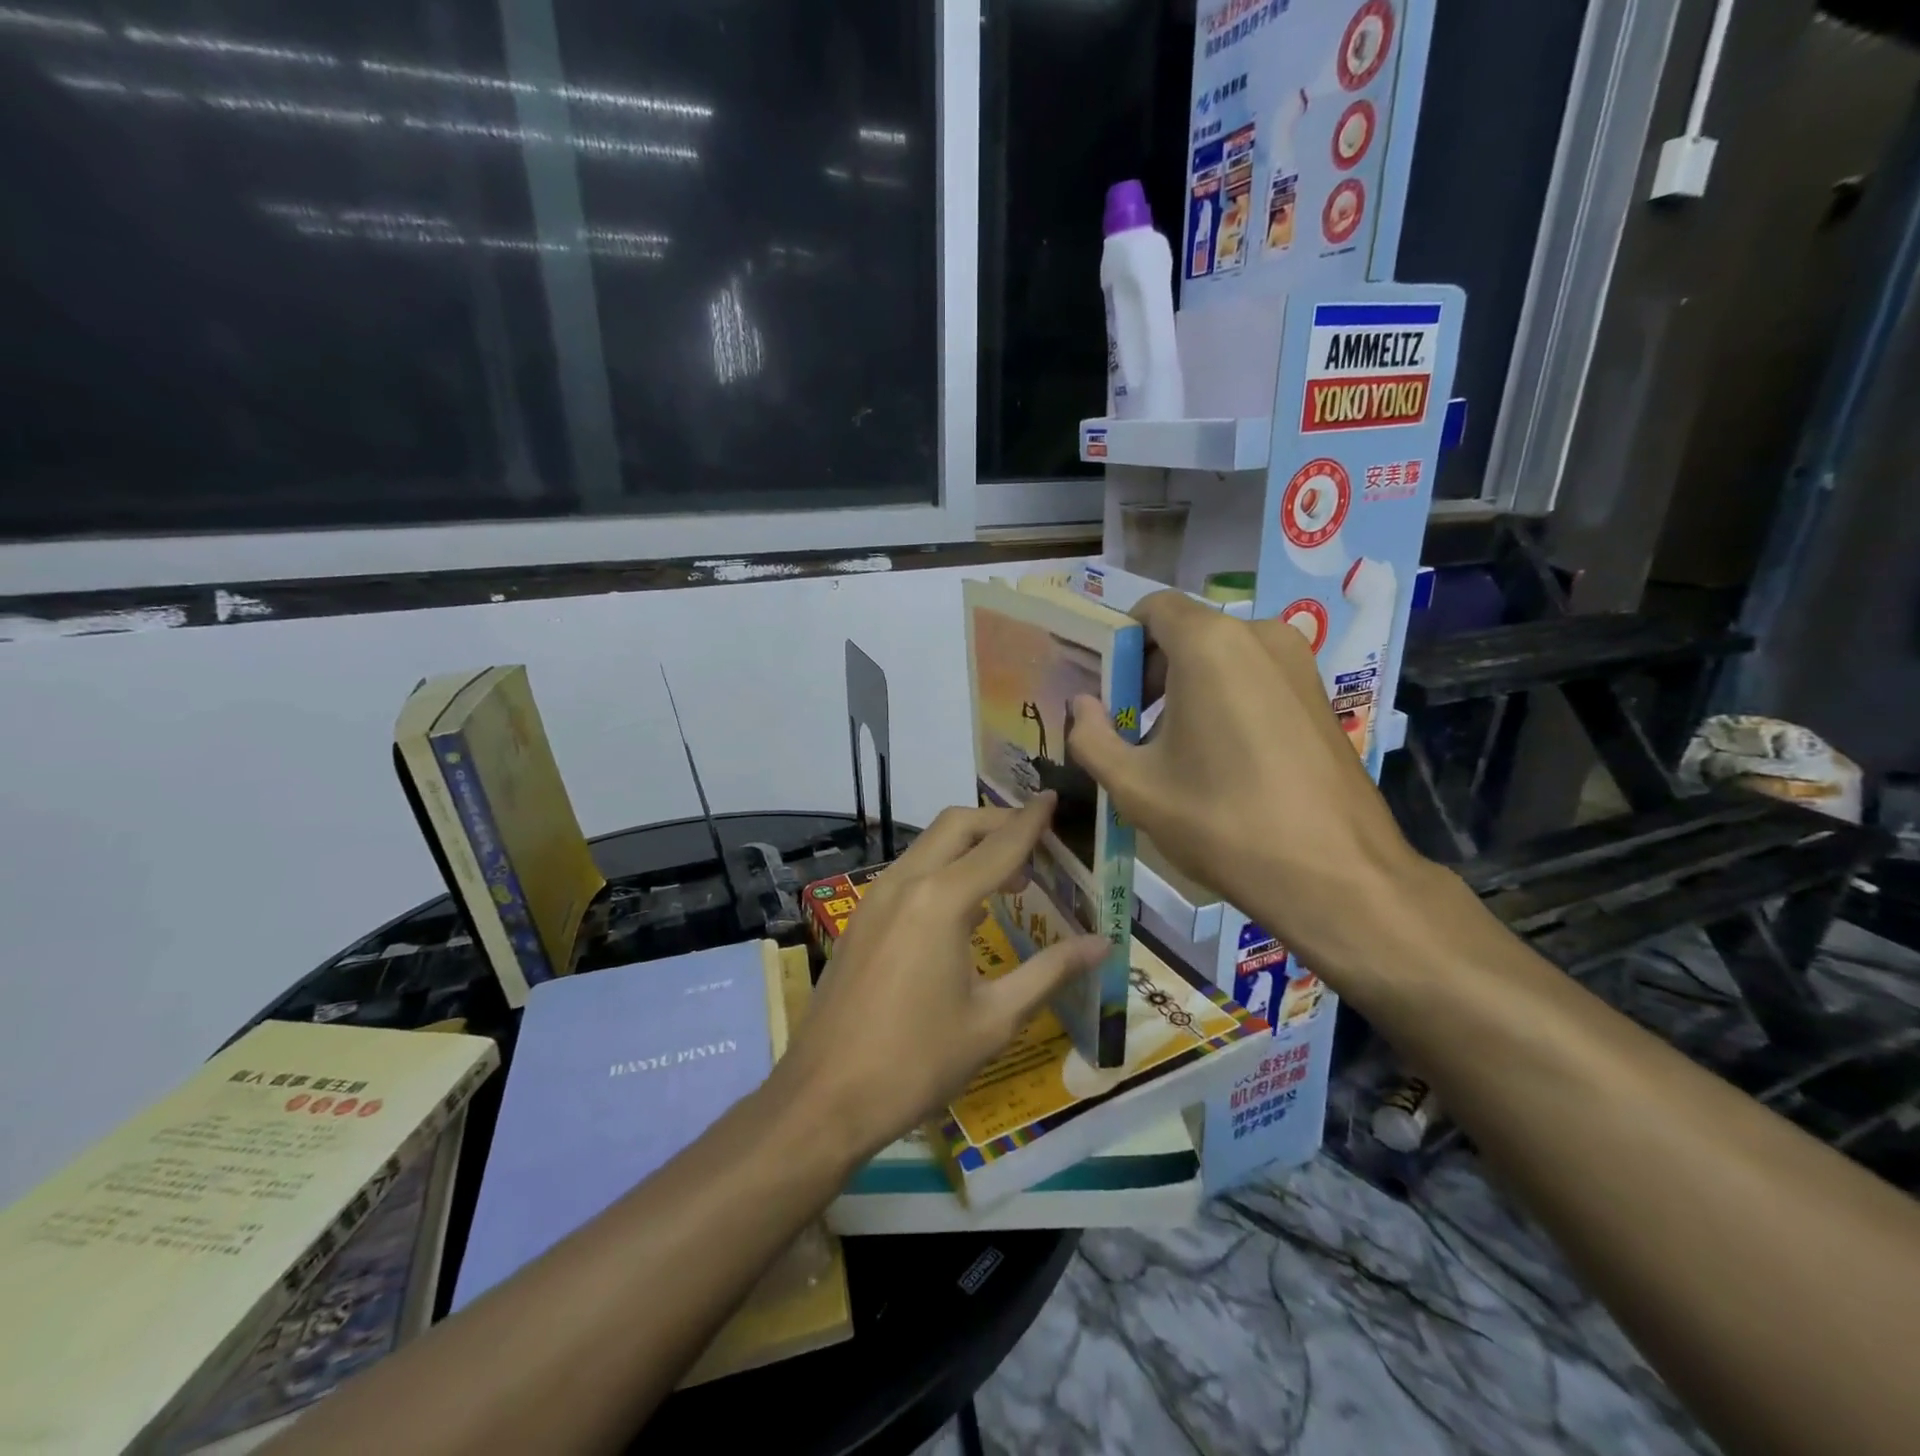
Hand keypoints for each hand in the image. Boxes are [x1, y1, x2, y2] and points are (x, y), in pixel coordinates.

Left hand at [772, 795, 1106, 1159]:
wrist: (824, 1098)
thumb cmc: (917, 1062)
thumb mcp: (994, 1020)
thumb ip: (1049, 972)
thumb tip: (1100, 945)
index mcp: (941, 901)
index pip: (999, 846)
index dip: (1031, 821)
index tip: (1053, 798)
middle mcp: (905, 883)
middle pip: (956, 826)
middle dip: (997, 822)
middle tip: (1036, 843)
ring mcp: (874, 899)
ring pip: (928, 846)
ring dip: (968, 846)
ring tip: (1008, 879)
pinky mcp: (860, 919)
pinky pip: (908, 873)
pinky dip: (942, 870)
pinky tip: (962, 911)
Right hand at [1067, 590, 1427, 980]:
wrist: (1335, 875)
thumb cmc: (1222, 821)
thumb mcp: (1135, 786)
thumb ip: (1091, 736)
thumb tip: (1082, 707)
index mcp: (1209, 643)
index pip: (1150, 608)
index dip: (1119, 643)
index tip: (1107, 692)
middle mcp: (1259, 635)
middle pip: (1186, 633)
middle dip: (1150, 673)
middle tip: (1131, 730)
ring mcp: (1298, 663)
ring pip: (1222, 658)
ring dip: (1186, 691)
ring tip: (1173, 753)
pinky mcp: (1320, 695)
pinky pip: (1255, 679)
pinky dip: (1225, 701)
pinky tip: (1220, 761)